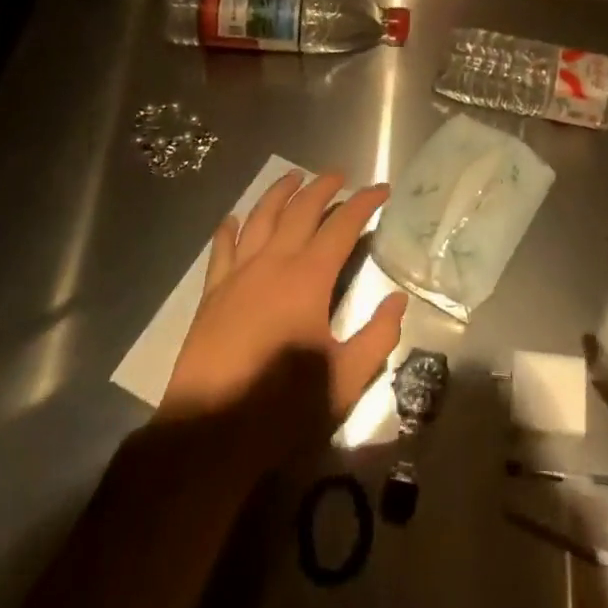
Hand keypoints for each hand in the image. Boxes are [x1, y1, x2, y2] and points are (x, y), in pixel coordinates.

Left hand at [160, 171, 406, 458]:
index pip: (342, 226)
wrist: (209, 433)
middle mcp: (273, 264)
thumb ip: (378, 336)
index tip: (382, 189)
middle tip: (340, 174)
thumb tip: (398, 301)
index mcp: (308, 279)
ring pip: (260, 219)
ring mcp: (238, 276)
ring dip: (279, 194)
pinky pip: (221, 250)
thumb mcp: (346, 379)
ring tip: (293, 176)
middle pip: (300, 211)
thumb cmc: (282, 406)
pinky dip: (230, 229)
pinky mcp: (212, 294)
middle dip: (323, 187)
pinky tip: (235, 219)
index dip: (364, 203)